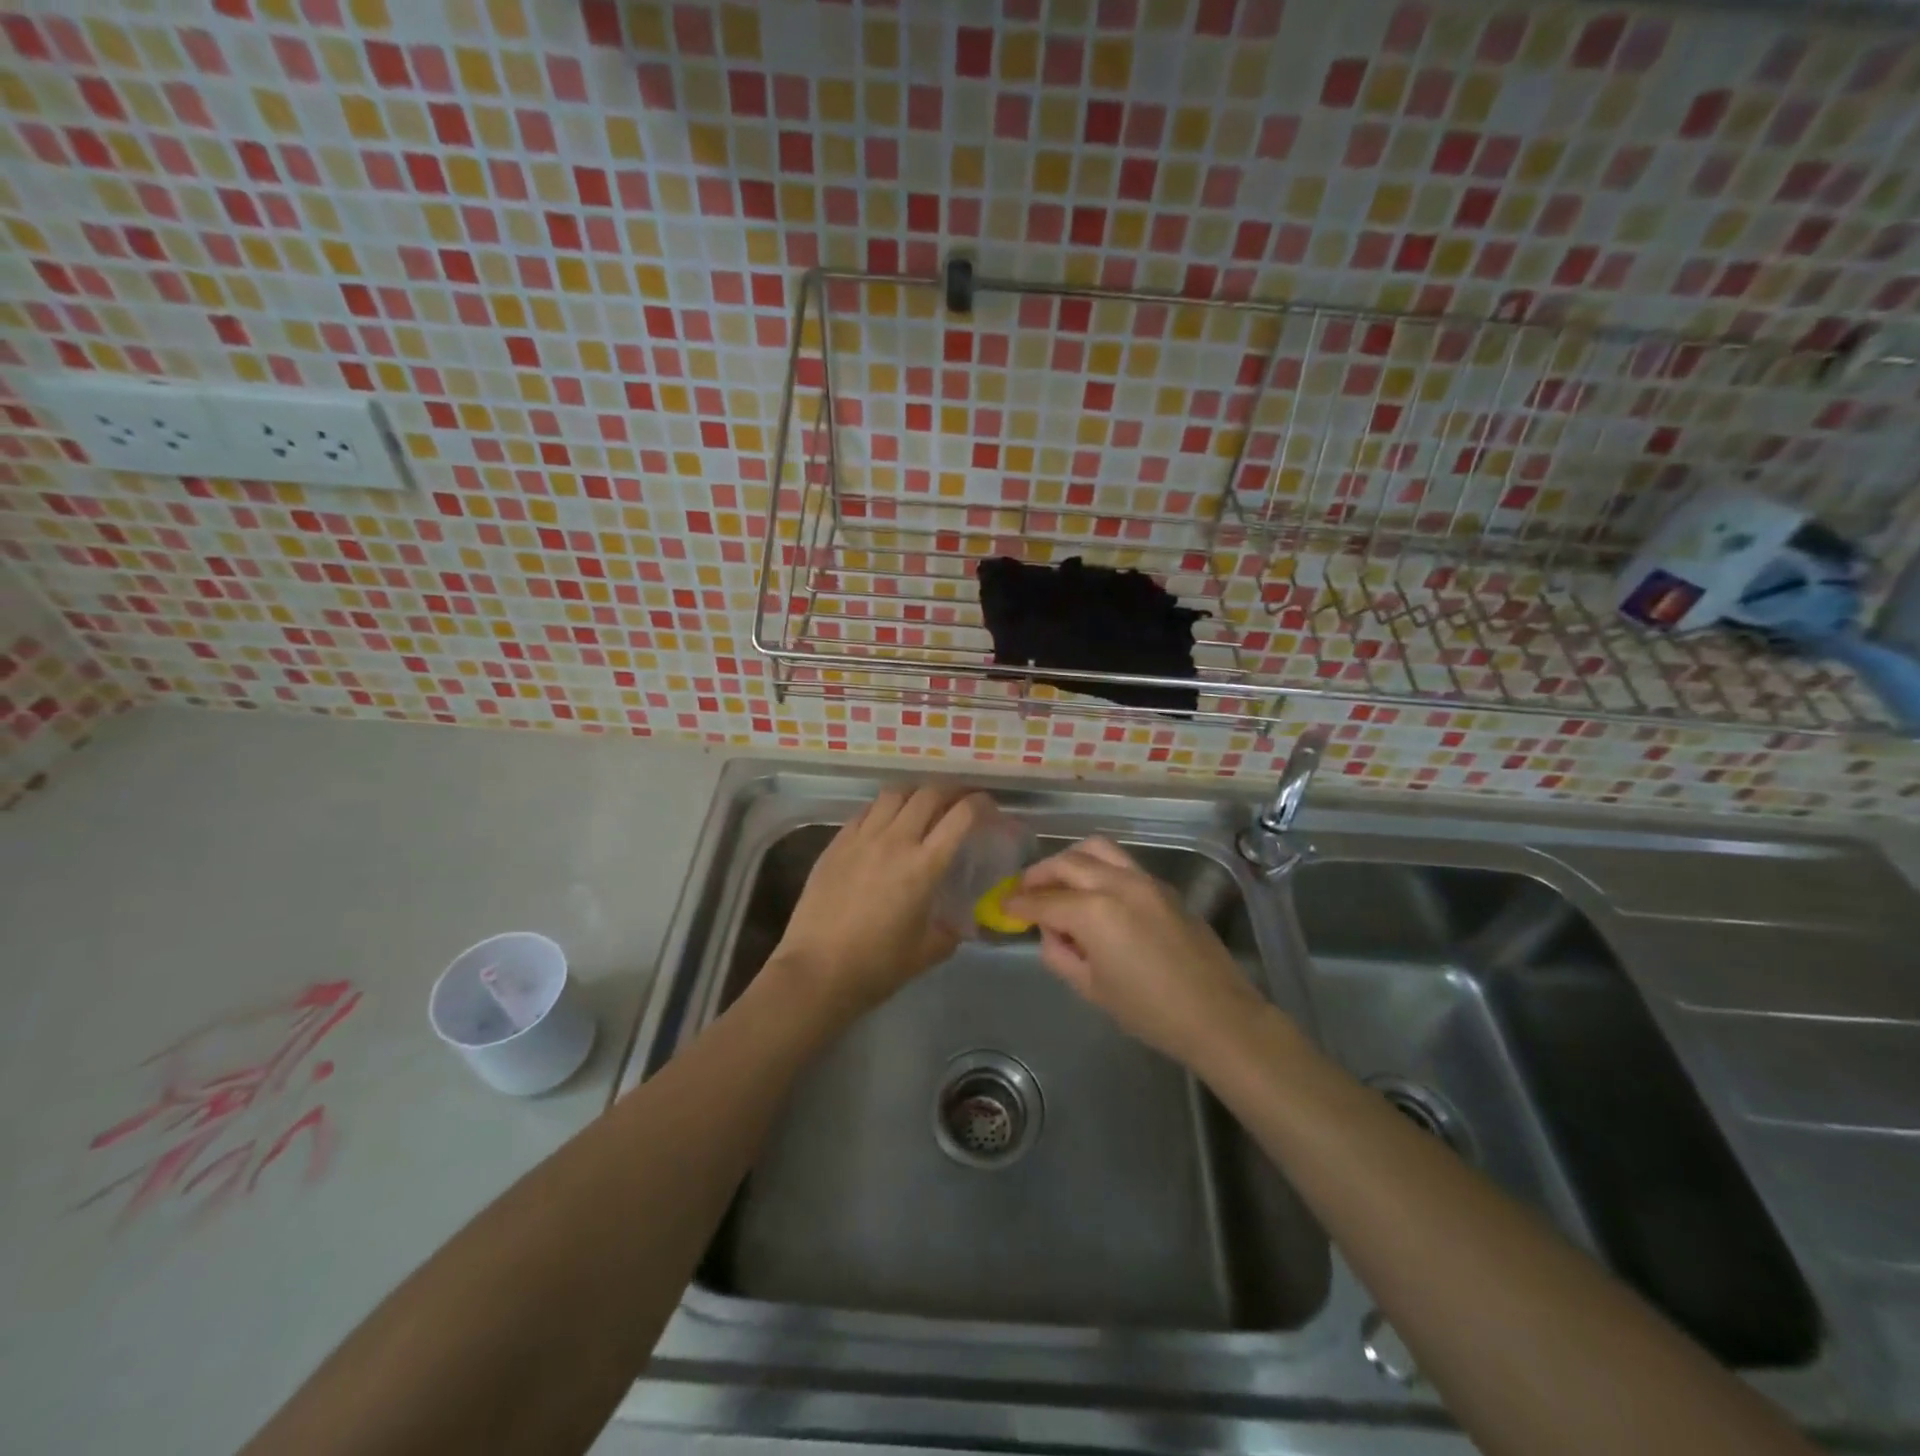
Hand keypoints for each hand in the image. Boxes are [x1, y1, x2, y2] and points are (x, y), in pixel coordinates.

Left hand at [770, 785, 988, 1021]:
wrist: (816, 972)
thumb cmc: (877, 966)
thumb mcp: (928, 952)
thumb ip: (951, 930)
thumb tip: (961, 923)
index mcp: (924, 866)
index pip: (961, 816)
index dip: (980, 803)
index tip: (988, 806)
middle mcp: (895, 841)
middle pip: (928, 793)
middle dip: (951, 790)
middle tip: (959, 800)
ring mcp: (862, 838)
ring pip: (894, 793)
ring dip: (915, 792)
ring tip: (922, 804)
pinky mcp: (836, 843)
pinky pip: (865, 811)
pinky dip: (883, 807)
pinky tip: (885, 821)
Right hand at [1003, 837, 1265, 1069]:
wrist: (1217, 1015)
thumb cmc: (1150, 1012)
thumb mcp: (1091, 988)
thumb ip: (1060, 953)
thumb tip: (1050, 932)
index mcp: (1094, 912)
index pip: (1044, 901)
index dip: (1018, 904)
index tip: (1002, 906)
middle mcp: (1116, 884)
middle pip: (1067, 863)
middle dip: (1039, 874)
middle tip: (1024, 890)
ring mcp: (1144, 880)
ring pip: (1096, 849)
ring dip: (1069, 860)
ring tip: (1057, 880)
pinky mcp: (1163, 886)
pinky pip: (1121, 863)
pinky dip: (1097, 867)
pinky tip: (1093, 892)